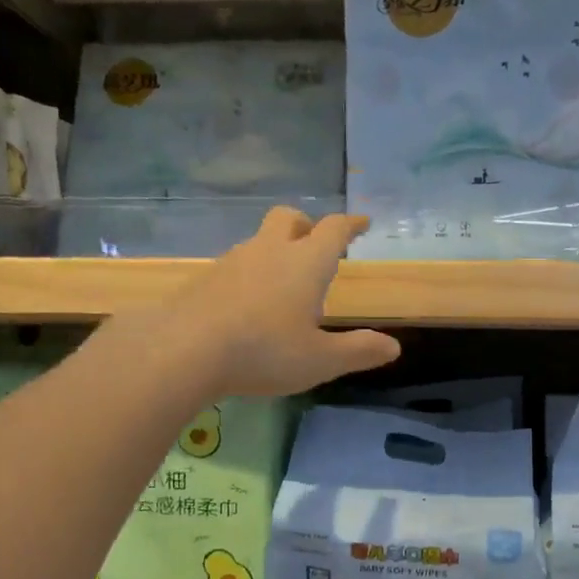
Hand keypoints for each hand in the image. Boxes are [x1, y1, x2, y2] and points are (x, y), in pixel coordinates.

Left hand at [144, 207, 400, 396]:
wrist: (186, 350)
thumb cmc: (265, 352)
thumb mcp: (321, 360)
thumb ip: (359, 351)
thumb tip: (393, 346)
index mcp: (306, 263)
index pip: (334, 230)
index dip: (351, 224)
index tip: (362, 223)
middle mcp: (270, 251)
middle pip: (289, 218)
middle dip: (306, 225)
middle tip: (315, 244)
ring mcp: (233, 261)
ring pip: (259, 241)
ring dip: (275, 251)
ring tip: (282, 284)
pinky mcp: (205, 279)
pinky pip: (235, 266)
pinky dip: (250, 275)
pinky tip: (247, 305)